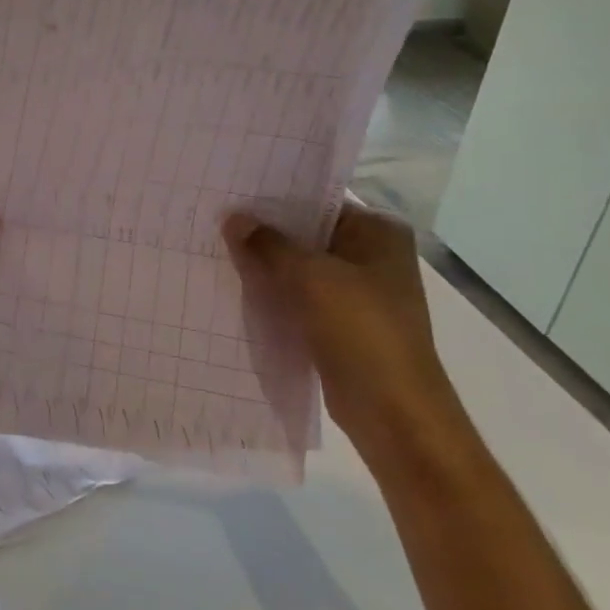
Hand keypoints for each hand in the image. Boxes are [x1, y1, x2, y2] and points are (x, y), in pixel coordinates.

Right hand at [222, 203, 466, 466]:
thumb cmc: (360, 330)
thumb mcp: (308, 277)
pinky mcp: (342, 324)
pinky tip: (237, 288)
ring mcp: (359, 292)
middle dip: (265, 233)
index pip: (317, 201)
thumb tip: (233, 217)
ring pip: (300, 268)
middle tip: (215, 220)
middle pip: (306, 234)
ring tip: (217, 250)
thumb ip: (267, 244)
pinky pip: (300, 298)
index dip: (273, 199)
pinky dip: (274, 295)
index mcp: (378, 232)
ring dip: (266, 266)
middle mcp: (372, 256)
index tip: (231, 194)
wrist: (394, 414)